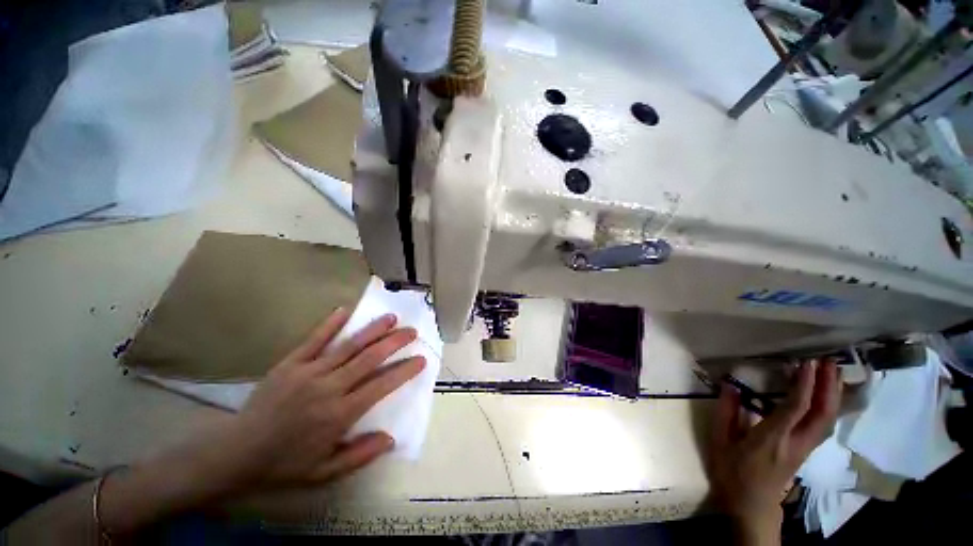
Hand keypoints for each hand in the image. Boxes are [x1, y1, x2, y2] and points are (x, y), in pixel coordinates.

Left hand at [208, 307, 425, 490]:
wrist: (236, 453)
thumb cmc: (285, 464)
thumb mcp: (324, 472)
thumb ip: (360, 455)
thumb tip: (391, 437)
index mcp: (339, 414)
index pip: (381, 385)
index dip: (404, 371)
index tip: (421, 360)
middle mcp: (329, 388)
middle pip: (369, 358)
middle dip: (394, 342)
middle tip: (412, 331)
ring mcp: (308, 372)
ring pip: (348, 346)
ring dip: (372, 330)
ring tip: (391, 318)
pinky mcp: (289, 364)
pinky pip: (314, 340)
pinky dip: (330, 324)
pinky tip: (344, 310)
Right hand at [707, 360, 841, 542]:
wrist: (751, 507)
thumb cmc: (731, 473)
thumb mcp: (718, 442)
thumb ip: (724, 413)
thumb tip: (729, 384)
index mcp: (772, 439)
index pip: (795, 409)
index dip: (804, 385)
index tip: (805, 363)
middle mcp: (795, 443)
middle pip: (821, 414)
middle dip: (827, 387)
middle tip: (827, 362)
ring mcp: (804, 448)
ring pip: (827, 420)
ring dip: (832, 395)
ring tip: (833, 372)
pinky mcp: (805, 451)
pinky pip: (823, 426)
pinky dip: (829, 407)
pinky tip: (828, 397)